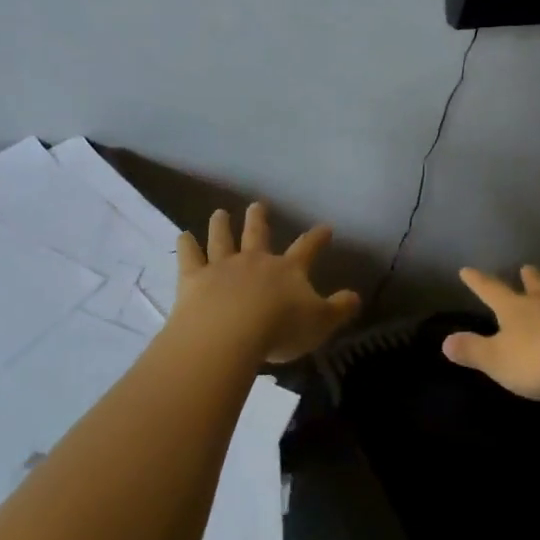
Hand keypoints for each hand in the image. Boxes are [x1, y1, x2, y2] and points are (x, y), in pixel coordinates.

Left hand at [173, 203, 360, 364]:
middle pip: (257, 234)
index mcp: (288, 270)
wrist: (230, 334)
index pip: (307, 248)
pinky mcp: (194, 279)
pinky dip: (186, 246)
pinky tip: (183, 236)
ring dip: (221, 225)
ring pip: (222, 239)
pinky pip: (189, 257)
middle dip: (258, 219)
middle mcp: (255, 261)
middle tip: (257, 204)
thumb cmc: (280, 329)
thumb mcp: (320, 323)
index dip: (317, 238)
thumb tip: (356, 296)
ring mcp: (222, 267)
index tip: (325, 227)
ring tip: (219, 213)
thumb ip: (339, 309)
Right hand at [443, 264, 539, 401]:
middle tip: (527, 268)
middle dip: (529, 277)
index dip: (478, 281)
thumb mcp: (497, 361)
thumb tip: (445, 341)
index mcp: (516, 310)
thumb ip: (472, 351)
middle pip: (535, 285)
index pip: (491, 291)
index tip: (467, 270)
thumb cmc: (539, 363)